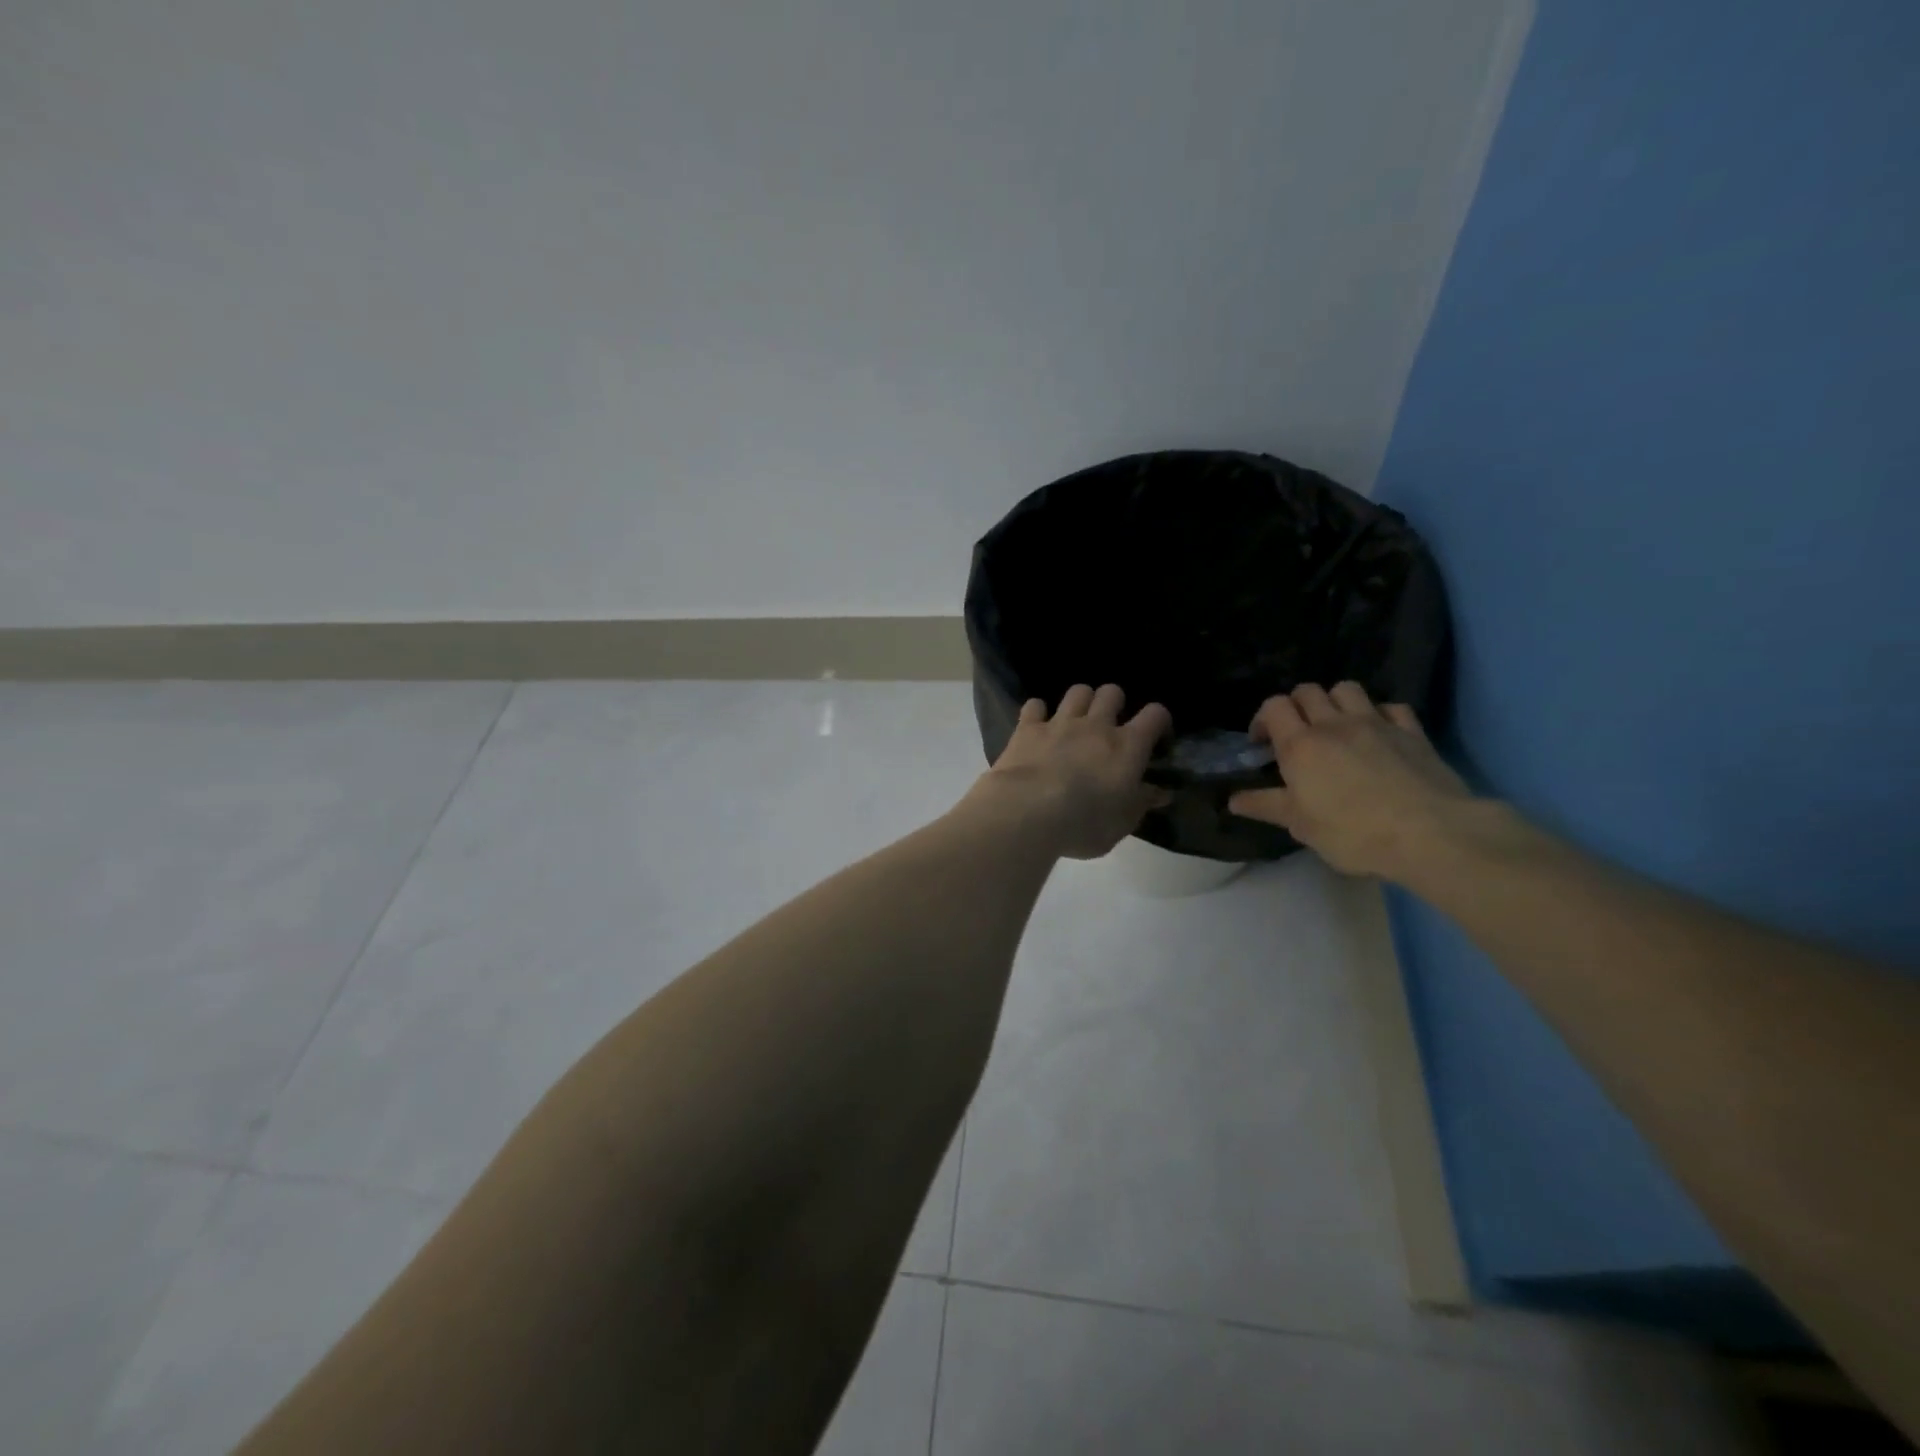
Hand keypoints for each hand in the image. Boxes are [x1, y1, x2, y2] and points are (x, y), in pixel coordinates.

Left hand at [968, 685, 1172, 859]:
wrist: (1029, 812)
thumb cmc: (1085, 822)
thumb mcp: (1123, 822)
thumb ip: (1142, 802)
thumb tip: (1161, 793)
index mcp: (1127, 746)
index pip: (1155, 715)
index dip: (1159, 720)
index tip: (1156, 736)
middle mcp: (1096, 726)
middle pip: (1112, 692)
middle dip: (1114, 702)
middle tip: (1109, 724)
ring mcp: (1060, 723)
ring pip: (1077, 691)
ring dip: (1080, 701)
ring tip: (1077, 719)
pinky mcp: (1028, 728)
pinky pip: (1034, 705)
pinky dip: (1038, 712)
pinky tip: (1038, 724)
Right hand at [1227, 682, 1473, 878]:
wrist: (1429, 834)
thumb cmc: (1352, 832)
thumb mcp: (1300, 825)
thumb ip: (1266, 806)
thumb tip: (1233, 800)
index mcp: (1300, 745)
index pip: (1273, 707)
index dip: (1263, 719)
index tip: (1263, 744)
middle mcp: (1334, 724)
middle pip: (1307, 691)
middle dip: (1296, 706)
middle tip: (1298, 735)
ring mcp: (1376, 723)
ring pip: (1347, 689)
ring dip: (1335, 702)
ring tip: (1336, 728)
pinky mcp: (1412, 731)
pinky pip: (1390, 706)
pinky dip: (1379, 714)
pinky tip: (1379, 734)